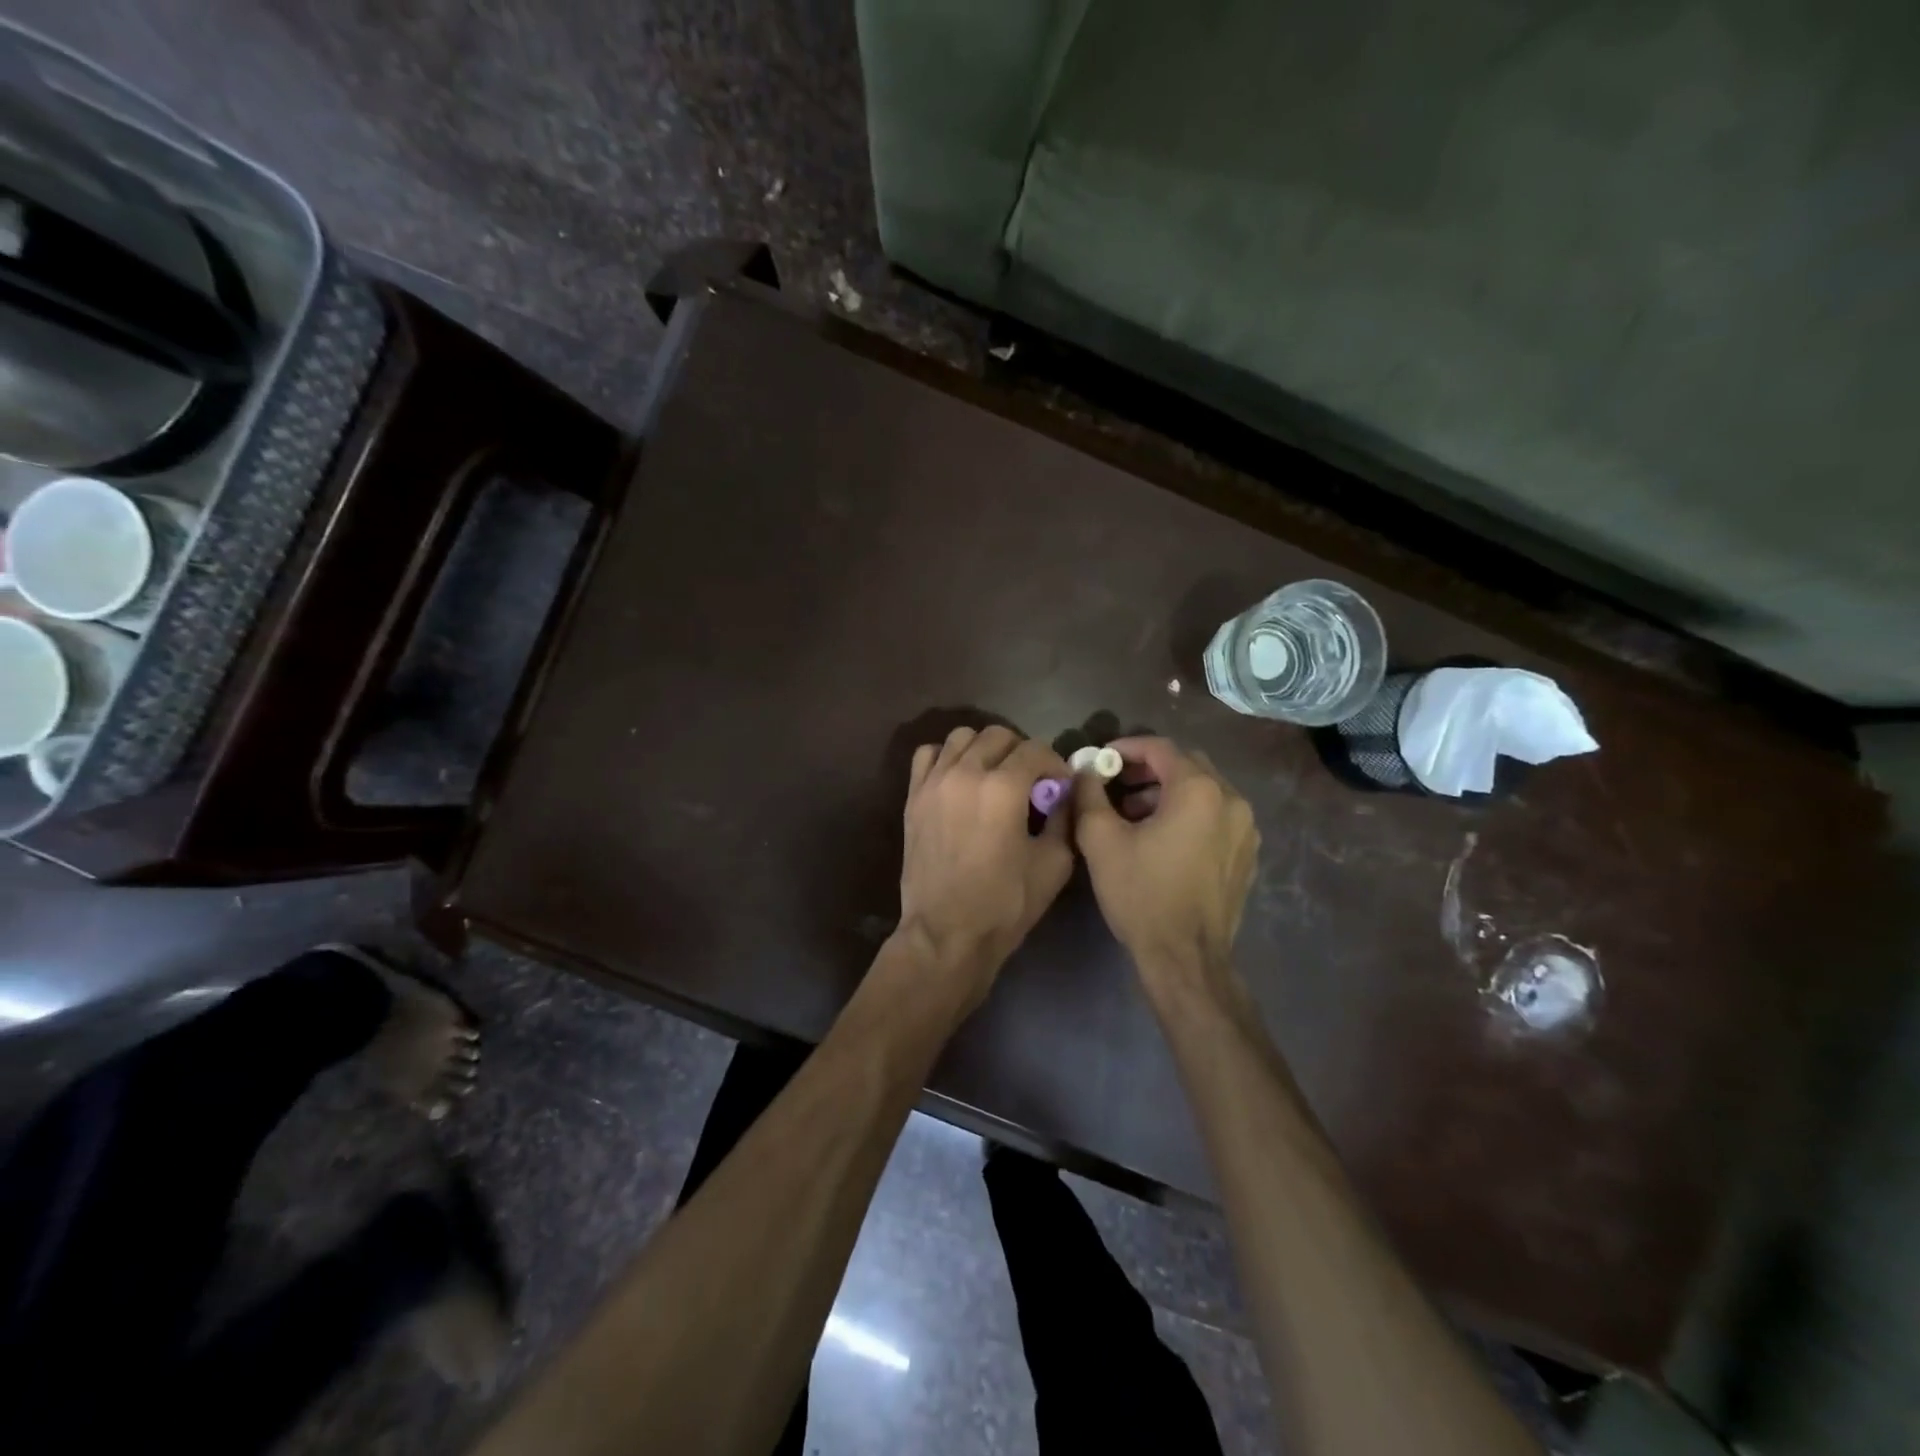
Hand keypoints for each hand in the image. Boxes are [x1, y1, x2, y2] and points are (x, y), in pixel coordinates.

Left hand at [898, 726, 1074, 1002]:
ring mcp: (934, 782)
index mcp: (1003, 788)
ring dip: (984, 749)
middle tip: (1030, 781)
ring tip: (993, 777)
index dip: (1054, 764)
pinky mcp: (913, 797)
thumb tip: (1065, 792)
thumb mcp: (1054, 863)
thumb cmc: (1006, 904)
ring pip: (961, 737)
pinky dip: (947, 758)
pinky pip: (928, 755)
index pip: (1036, 749)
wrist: (946, 934)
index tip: (1060, 786)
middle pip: (998, 735)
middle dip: (1021, 752)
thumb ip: (1064, 817)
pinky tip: (959, 781)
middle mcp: (965, 773)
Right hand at [1073, 737, 1259, 981]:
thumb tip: (1086, 770)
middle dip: (1147, 769)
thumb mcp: (1101, 840)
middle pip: (1186, 765)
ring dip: (1166, 793)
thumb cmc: (1141, 893)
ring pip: (1202, 791)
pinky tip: (1161, 839)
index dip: (1126, 747)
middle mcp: (1231, 800)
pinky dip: (1187, 814)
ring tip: (1131, 814)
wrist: (1185, 957)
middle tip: (1114, 783)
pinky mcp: (1247, 854)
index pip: (1160, 748)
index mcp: (1199, 790)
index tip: (1099, 759)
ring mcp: (1246, 829)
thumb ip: (1089, 794)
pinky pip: (1215, 817)